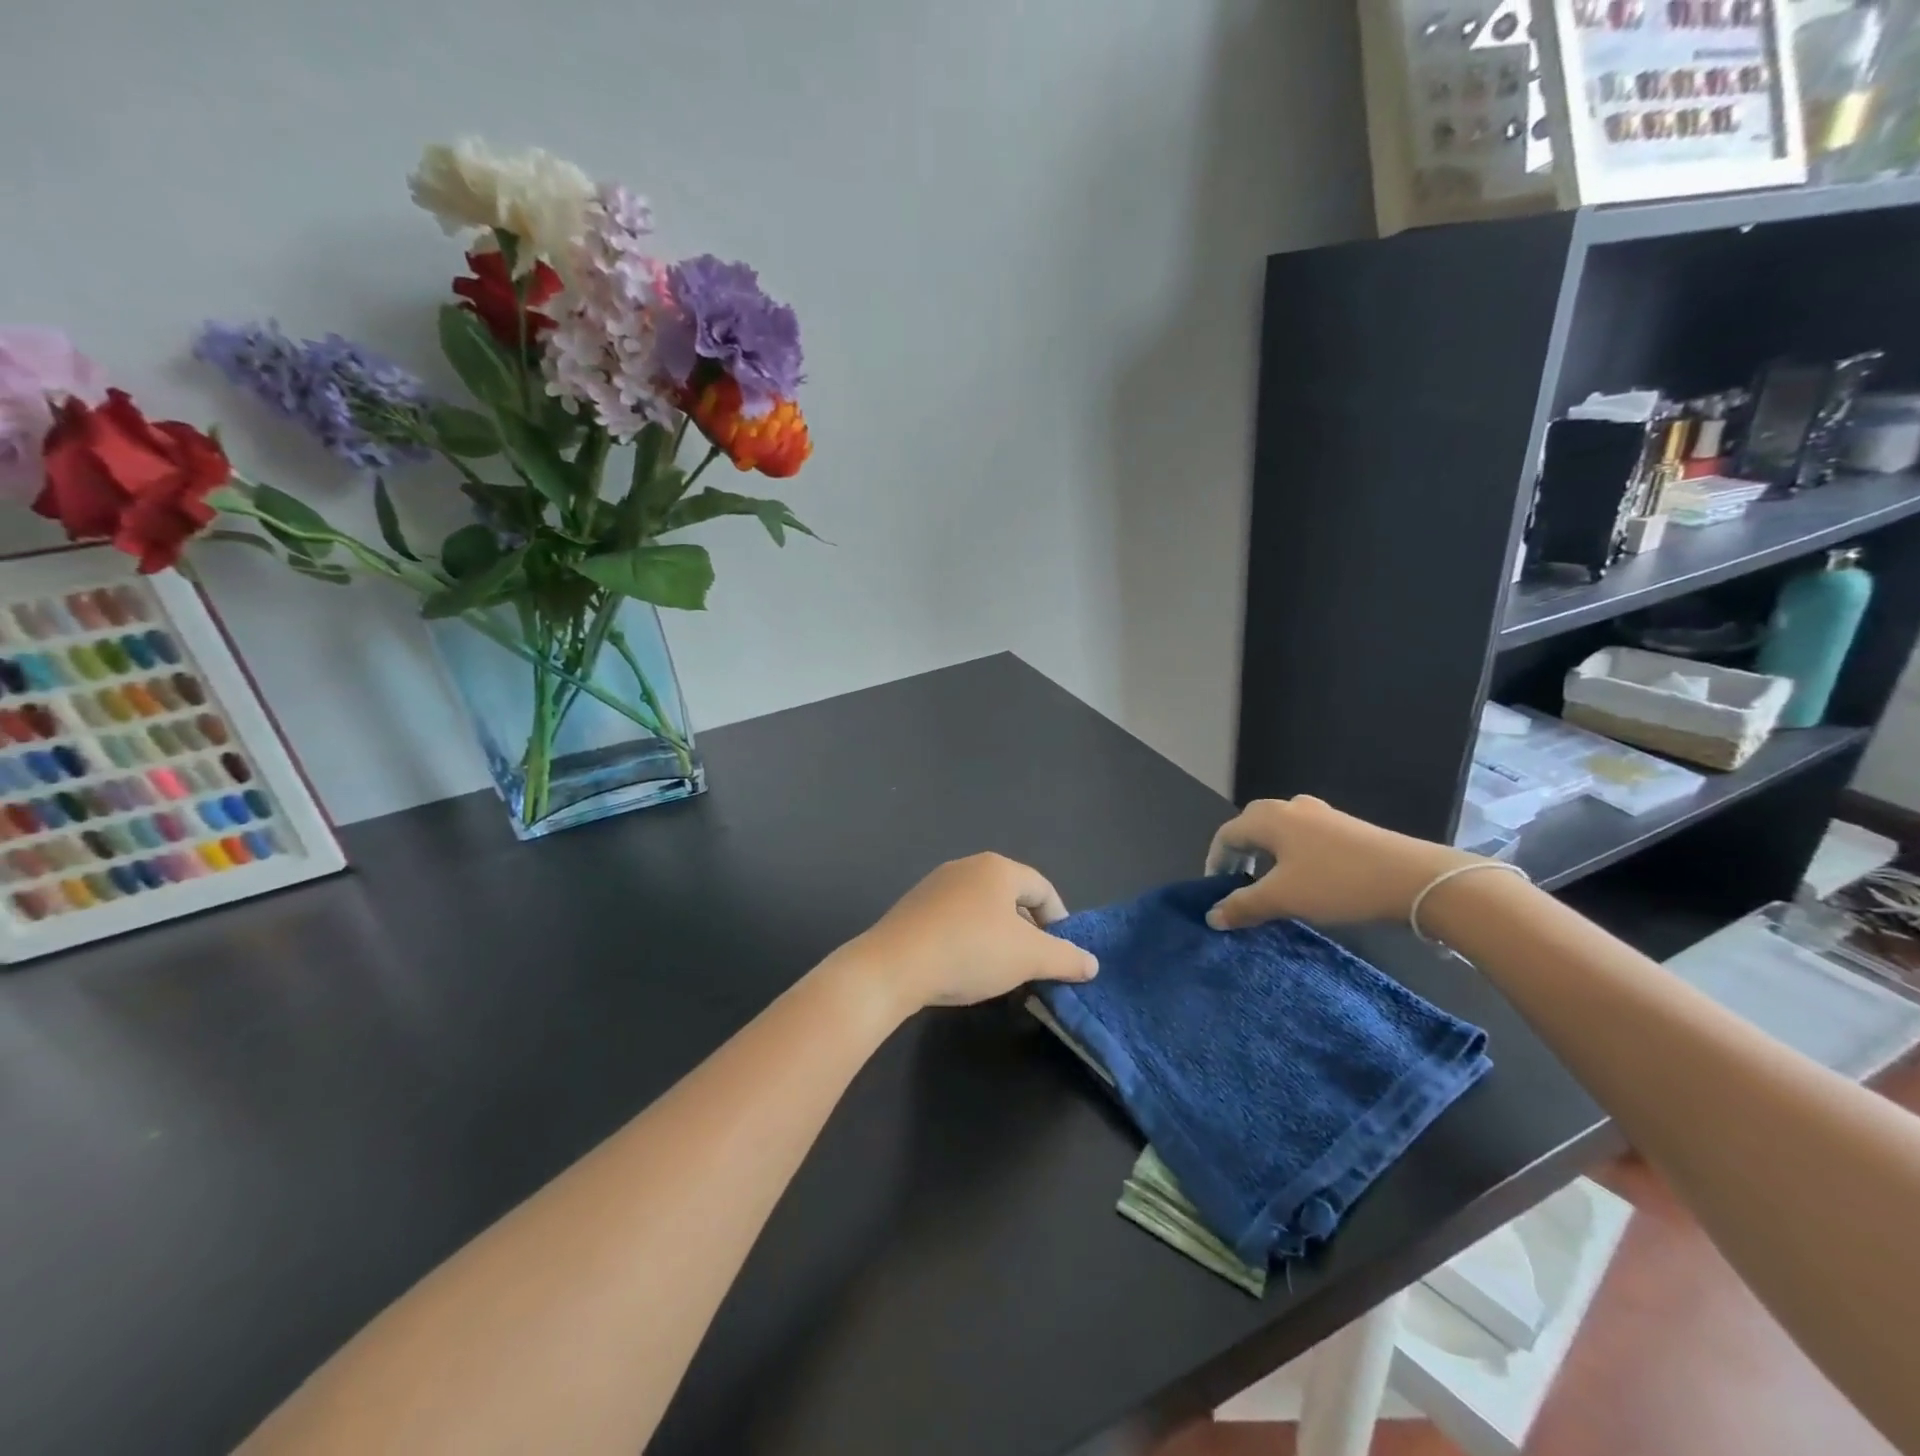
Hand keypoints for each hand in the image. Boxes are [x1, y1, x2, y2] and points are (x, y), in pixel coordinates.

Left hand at [850, 853, 1097, 1012]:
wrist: (894, 966)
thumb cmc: (970, 951)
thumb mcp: (1028, 958)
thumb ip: (1065, 958)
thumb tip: (1092, 963)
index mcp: (998, 868)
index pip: (1042, 889)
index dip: (1059, 921)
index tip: (1061, 953)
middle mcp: (966, 867)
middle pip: (1011, 896)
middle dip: (1027, 930)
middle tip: (1032, 964)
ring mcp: (935, 885)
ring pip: (981, 908)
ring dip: (997, 936)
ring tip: (999, 970)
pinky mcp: (913, 907)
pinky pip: (954, 919)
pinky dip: (968, 939)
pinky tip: (963, 967)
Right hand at [1203, 796, 1473, 929]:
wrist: (1416, 880)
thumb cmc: (1336, 883)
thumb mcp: (1282, 899)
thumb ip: (1242, 906)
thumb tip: (1211, 916)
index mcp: (1268, 818)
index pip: (1226, 834)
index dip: (1214, 862)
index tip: (1215, 891)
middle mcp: (1291, 807)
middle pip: (1251, 827)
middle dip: (1239, 855)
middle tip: (1238, 885)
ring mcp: (1323, 815)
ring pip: (1280, 832)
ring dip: (1267, 856)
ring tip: (1270, 885)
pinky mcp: (1347, 829)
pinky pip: (1305, 838)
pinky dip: (1292, 857)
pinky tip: (1306, 881)